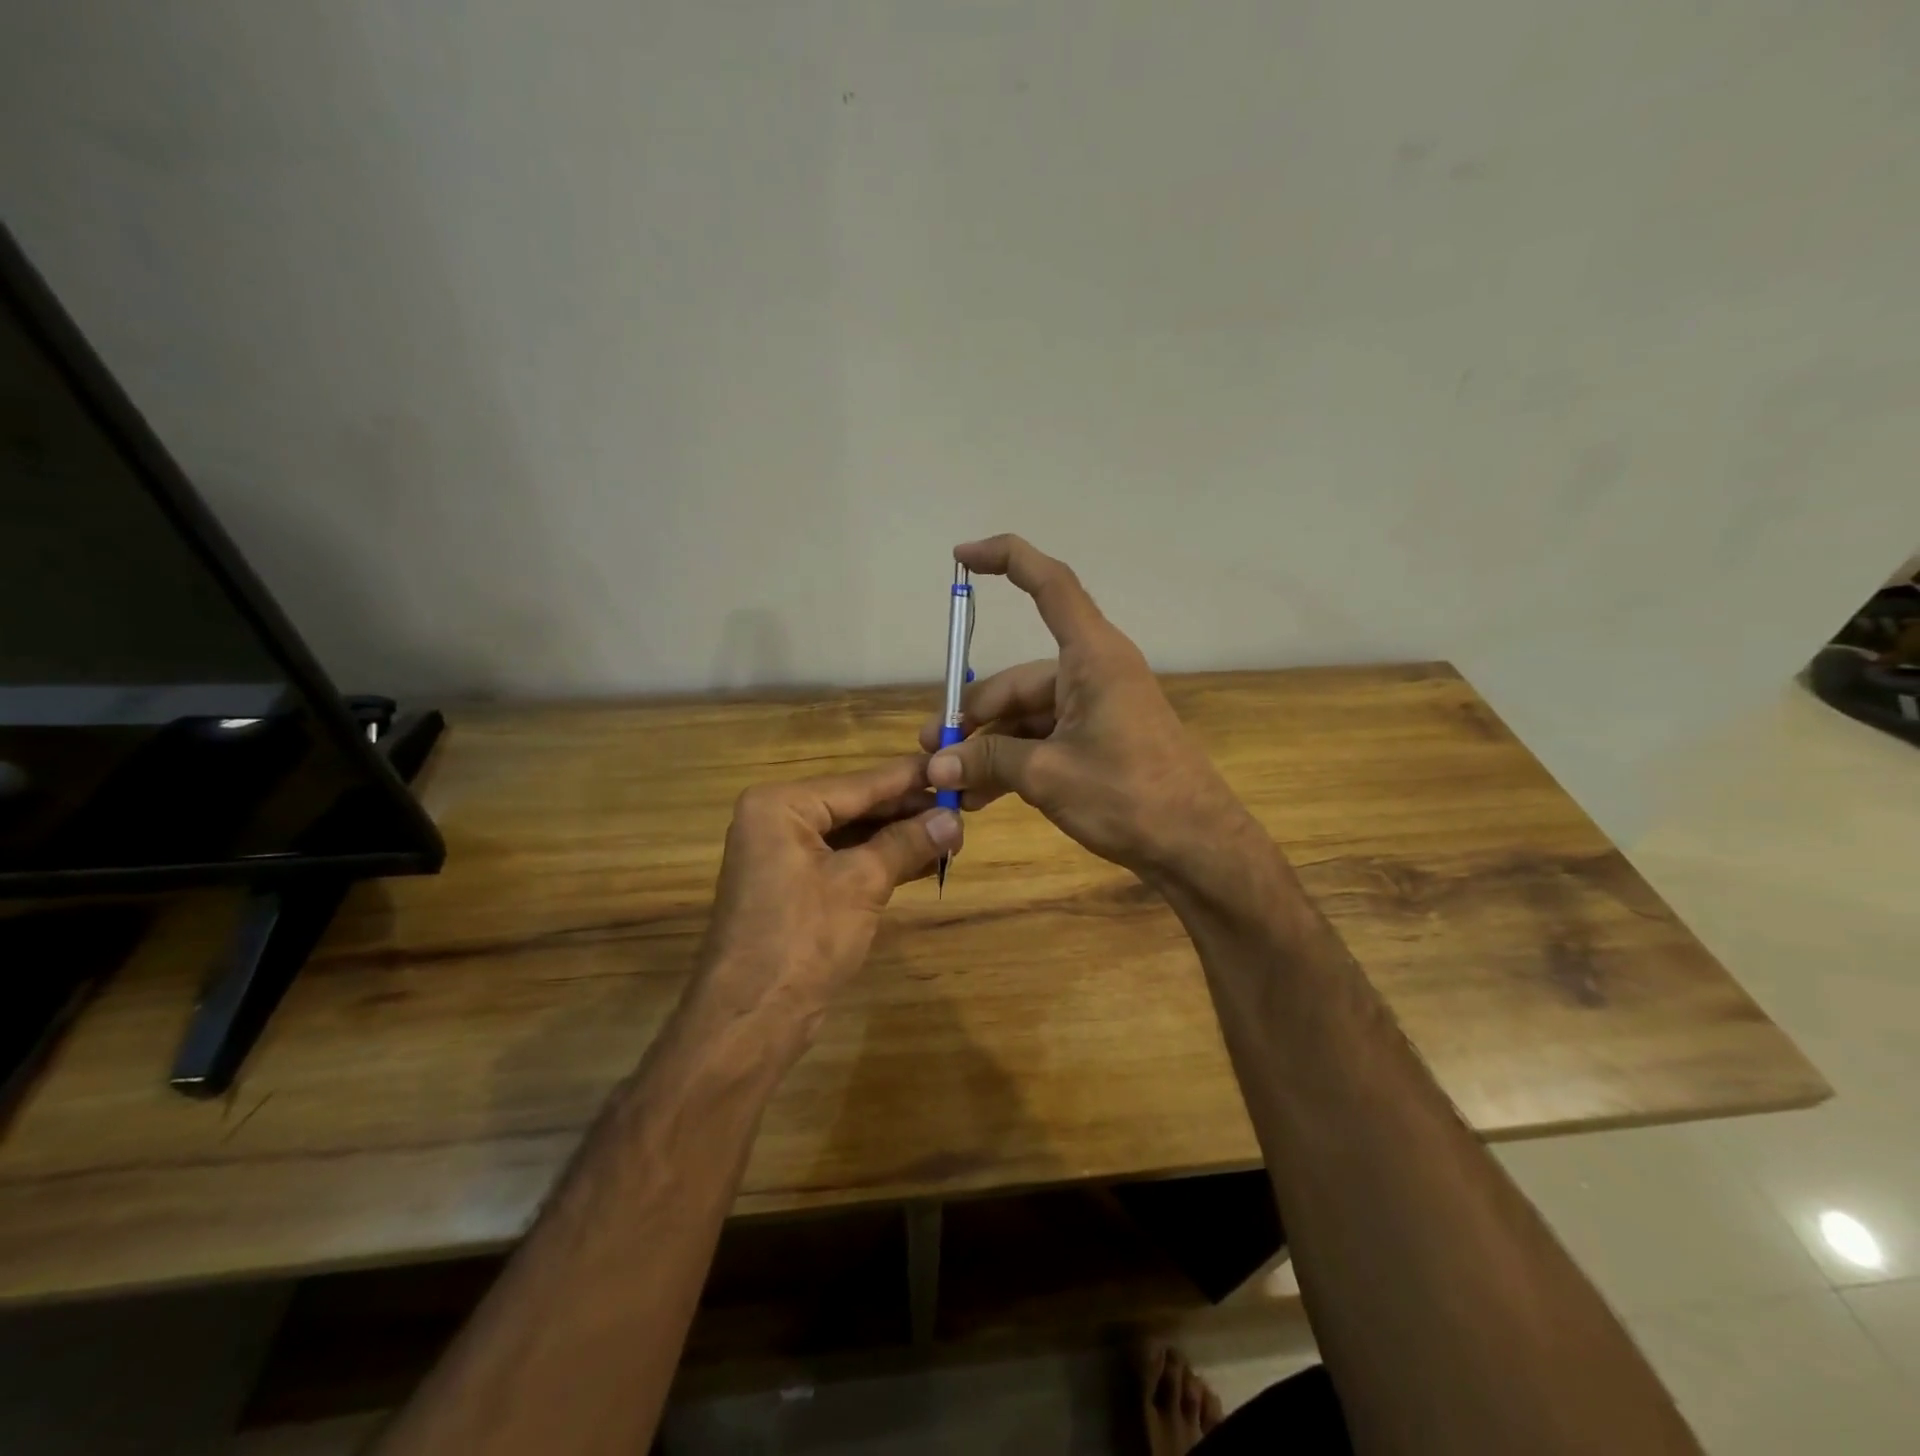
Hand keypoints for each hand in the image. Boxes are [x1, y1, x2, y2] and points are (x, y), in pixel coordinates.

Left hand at [693, 756, 961, 1033]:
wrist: (751, 1019)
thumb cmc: (803, 939)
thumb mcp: (862, 883)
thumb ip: (907, 843)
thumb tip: (954, 819)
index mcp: (781, 805)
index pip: (860, 783)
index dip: (911, 779)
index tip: (955, 768)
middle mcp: (777, 819)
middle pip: (856, 806)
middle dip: (908, 813)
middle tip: (962, 812)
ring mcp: (783, 854)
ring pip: (853, 834)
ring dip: (900, 838)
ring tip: (952, 837)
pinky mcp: (794, 885)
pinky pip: (844, 860)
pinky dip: (881, 861)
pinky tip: (924, 862)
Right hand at [917, 534, 1256, 887]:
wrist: (1197, 846)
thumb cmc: (1129, 797)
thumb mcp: (1049, 776)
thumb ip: (989, 761)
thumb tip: (936, 764)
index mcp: (1092, 657)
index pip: (1049, 585)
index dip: (1005, 560)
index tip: (961, 557)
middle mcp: (1094, 672)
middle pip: (1019, 679)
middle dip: (974, 716)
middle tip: (934, 750)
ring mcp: (1097, 708)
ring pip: (1028, 715)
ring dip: (990, 747)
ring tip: (953, 784)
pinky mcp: (1100, 740)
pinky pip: (1045, 738)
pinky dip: (1015, 761)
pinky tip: (982, 795)